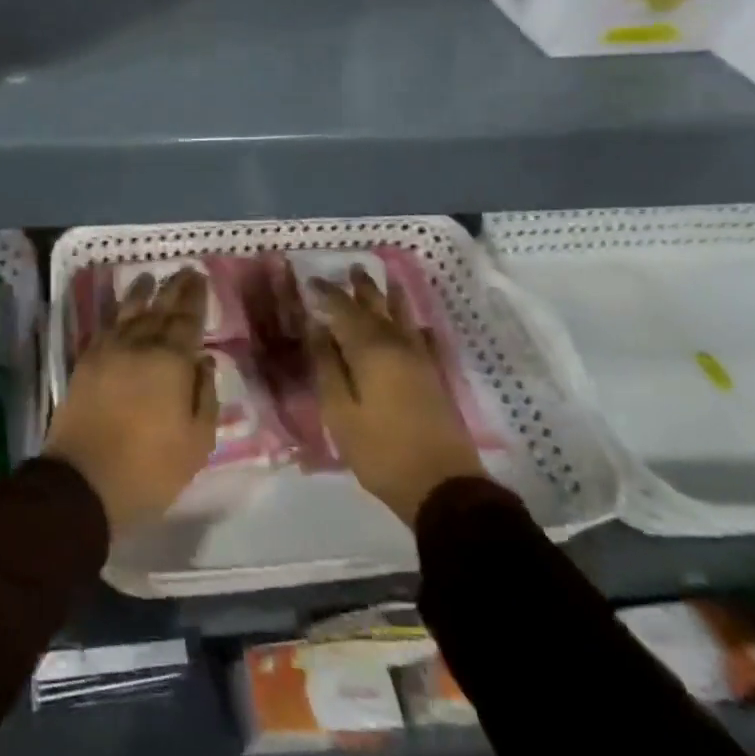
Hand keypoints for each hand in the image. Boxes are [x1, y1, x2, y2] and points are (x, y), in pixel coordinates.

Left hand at [45, 268, 216, 532]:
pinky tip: (121, 311)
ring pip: (128, 312)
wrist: (83, 480)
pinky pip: (105, 328)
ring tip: (148, 278)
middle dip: (173, 289)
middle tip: (183, 271)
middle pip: (159, 309)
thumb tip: (204, 361)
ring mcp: (108, 352)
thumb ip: (204, 396)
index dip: (195, 298)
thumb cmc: (150, 468)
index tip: (200, 277)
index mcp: (171, 361)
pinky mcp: (85, 363)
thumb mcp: (196, 442)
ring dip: (140, 293)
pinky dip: (116, 314)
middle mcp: (139, 346)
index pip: (187, 320)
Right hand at [307, 267, 483, 523]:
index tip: (311, 281)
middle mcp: (398, 346)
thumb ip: (327, 366)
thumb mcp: (340, 411)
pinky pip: (424, 340)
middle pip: (377, 308)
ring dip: (392, 298)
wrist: (442, 486)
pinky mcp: (435, 378)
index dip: (327, 294)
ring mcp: (421, 361)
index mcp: (370, 350)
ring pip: (404, 319)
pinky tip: (417, 325)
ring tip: (386, 280)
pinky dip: (416, 327)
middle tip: (351, 268)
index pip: (344, 311)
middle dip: (362, 288)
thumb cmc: (380, 450)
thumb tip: (317, 328)